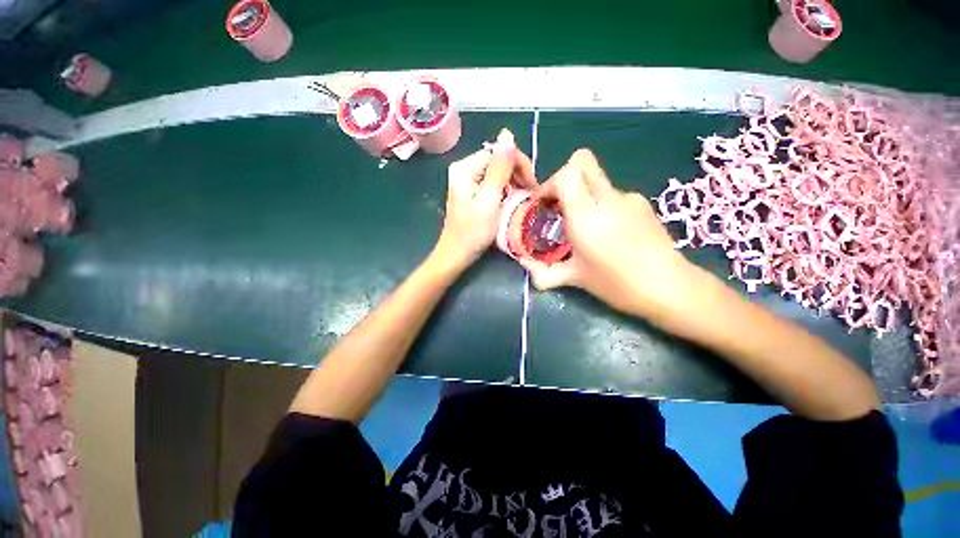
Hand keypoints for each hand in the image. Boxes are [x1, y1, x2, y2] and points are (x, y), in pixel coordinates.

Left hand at [433, 129, 536, 270]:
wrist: (457, 254)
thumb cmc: (473, 231)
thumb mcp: (490, 199)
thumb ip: (500, 168)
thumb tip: (507, 134)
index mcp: (465, 168)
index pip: (498, 153)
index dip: (518, 164)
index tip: (532, 184)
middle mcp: (464, 170)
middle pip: (497, 161)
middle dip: (516, 174)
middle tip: (529, 193)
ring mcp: (467, 182)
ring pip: (497, 173)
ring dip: (513, 183)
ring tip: (523, 198)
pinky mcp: (471, 193)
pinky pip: (493, 184)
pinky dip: (505, 191)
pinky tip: (511, 201)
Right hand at [520, 149, 703, 323]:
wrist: (669, 288)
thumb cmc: (617, 285)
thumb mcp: (574, 279)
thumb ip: (543, 272)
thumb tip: (524, 265)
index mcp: (587, 217)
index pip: (566, 174)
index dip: (549, 184)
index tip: (544, 205)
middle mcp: (608, 199)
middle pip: (582, 161)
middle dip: (564, 176)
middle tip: (560, 204)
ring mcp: (628, 198)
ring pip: (597, 179)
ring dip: (583, 194)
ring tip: (586, 225)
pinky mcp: (642, 202)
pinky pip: (612, 194)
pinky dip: (602, 205)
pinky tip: (609, 230)